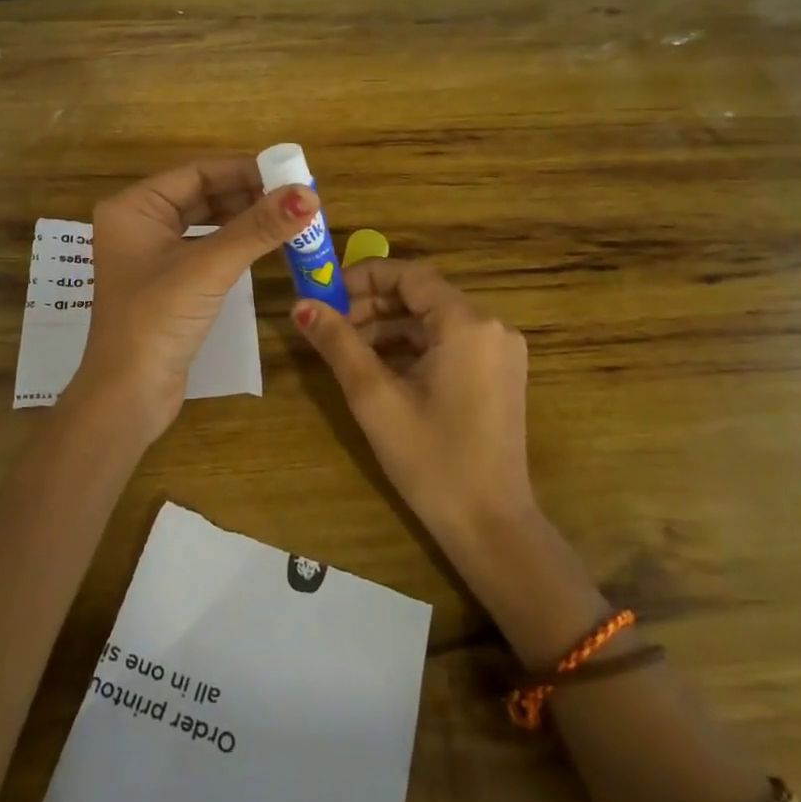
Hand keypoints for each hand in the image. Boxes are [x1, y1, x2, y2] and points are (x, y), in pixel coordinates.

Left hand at [71, 158, 317, 444]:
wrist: (128, 396)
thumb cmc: (157, 320)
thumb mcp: (209, 268)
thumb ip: (258, 228)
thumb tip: (308, 194)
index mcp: (134, 208)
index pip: (197, 173)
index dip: (244, 171)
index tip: (290, 173)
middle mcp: (139, 225)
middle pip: (203, 196)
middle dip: (249, 196)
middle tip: (297, 198)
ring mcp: (152, 256)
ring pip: (207, 224)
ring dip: (246, 221)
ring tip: (290, 219)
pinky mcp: (168, 285)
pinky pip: (207, 251)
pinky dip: (236, 246)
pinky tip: (267, 246)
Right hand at [291, 259, 534, 540]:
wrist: (490, 526)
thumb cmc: (431, 459)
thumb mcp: (374, 397)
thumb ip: (337, 343)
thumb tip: (301, 305)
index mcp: (468, 323)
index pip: (409, 275)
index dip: (363, 278)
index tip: (325, 294)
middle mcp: (492, 327)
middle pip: (421, 296)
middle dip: (372, 306)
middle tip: (329, 324)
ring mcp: (499, 352)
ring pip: (433, 321)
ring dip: (388, 328)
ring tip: (346, 349)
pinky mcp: (499, 374)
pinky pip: (448, 343)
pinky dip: (412, 348)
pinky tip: (379, 369)